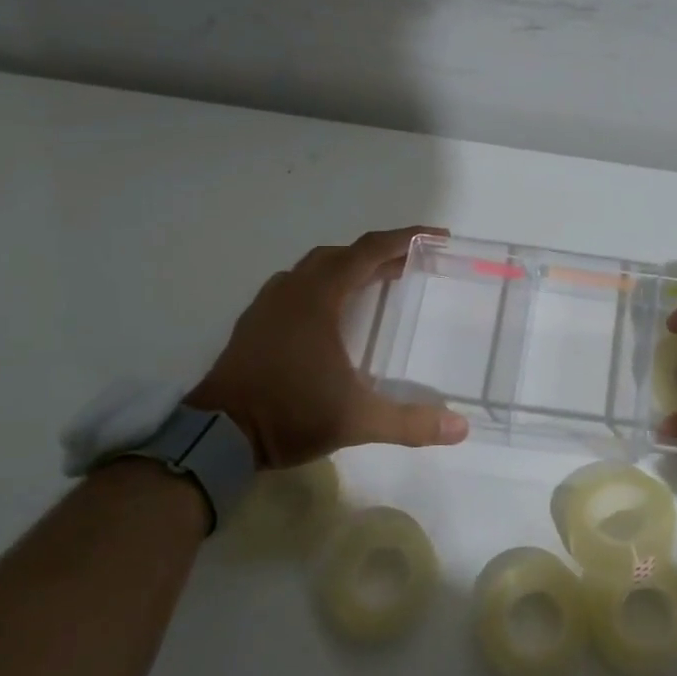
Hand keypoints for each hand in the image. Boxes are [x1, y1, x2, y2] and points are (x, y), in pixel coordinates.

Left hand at [186, 226, 469, 467]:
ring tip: (377, 283)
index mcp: (318, 298)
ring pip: (315, 269)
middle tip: (412, 265)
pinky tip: (333, 314)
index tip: (437, 238)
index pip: (369, 251)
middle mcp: (292, 291)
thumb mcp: (357, 420)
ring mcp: (268, 306)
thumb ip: (410, 423)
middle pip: (342, 255)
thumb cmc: (289, 414)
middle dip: (380, 254)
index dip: (406, 239)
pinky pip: (296, 287)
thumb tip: (461, 429)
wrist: (215, 437)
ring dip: (349, 268)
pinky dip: (324, 286)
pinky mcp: (254, 324)